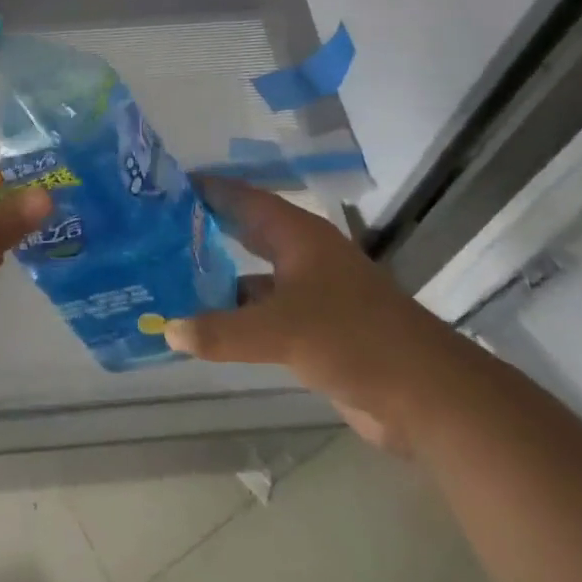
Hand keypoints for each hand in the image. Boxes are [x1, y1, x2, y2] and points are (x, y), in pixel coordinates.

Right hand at [163, 177, 461, 451]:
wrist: (426, 396)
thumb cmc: (354, 339)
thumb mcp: (281, 331)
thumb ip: (222, 330)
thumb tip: (166, 329)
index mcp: (297, 235)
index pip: (243, 197)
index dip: (207, 188)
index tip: (162, 186)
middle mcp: (301, 255)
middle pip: (245, 231)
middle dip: (204, 229)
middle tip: (155, 230)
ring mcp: (309, 293)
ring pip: (251, 274)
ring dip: (215, 276)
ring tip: (166, 276)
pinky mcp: (314, 328)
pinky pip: (262, 312)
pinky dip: (234, 315)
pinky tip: (203, 325)